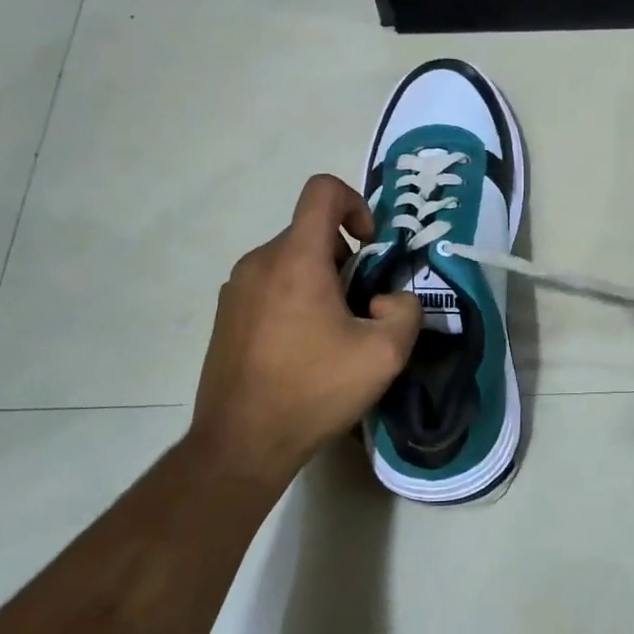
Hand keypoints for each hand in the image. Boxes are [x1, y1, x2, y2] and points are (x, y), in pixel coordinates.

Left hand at [188, 174, 419, 478]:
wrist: (242, 443)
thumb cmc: (315, 390)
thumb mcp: (386, 353)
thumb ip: (406, 310)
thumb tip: (386, 299)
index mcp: (297, 259)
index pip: (323, 190)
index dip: (356, 204)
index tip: (371, 248)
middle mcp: (260, 261)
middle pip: (312, 232)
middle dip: (347, 259)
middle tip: (363, 307)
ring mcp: (236, 288)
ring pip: (292, 261)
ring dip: (322, 282)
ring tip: (335, 334)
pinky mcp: (226, 314)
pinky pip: (271, 285)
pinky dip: (296, 299)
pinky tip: (304, 349)